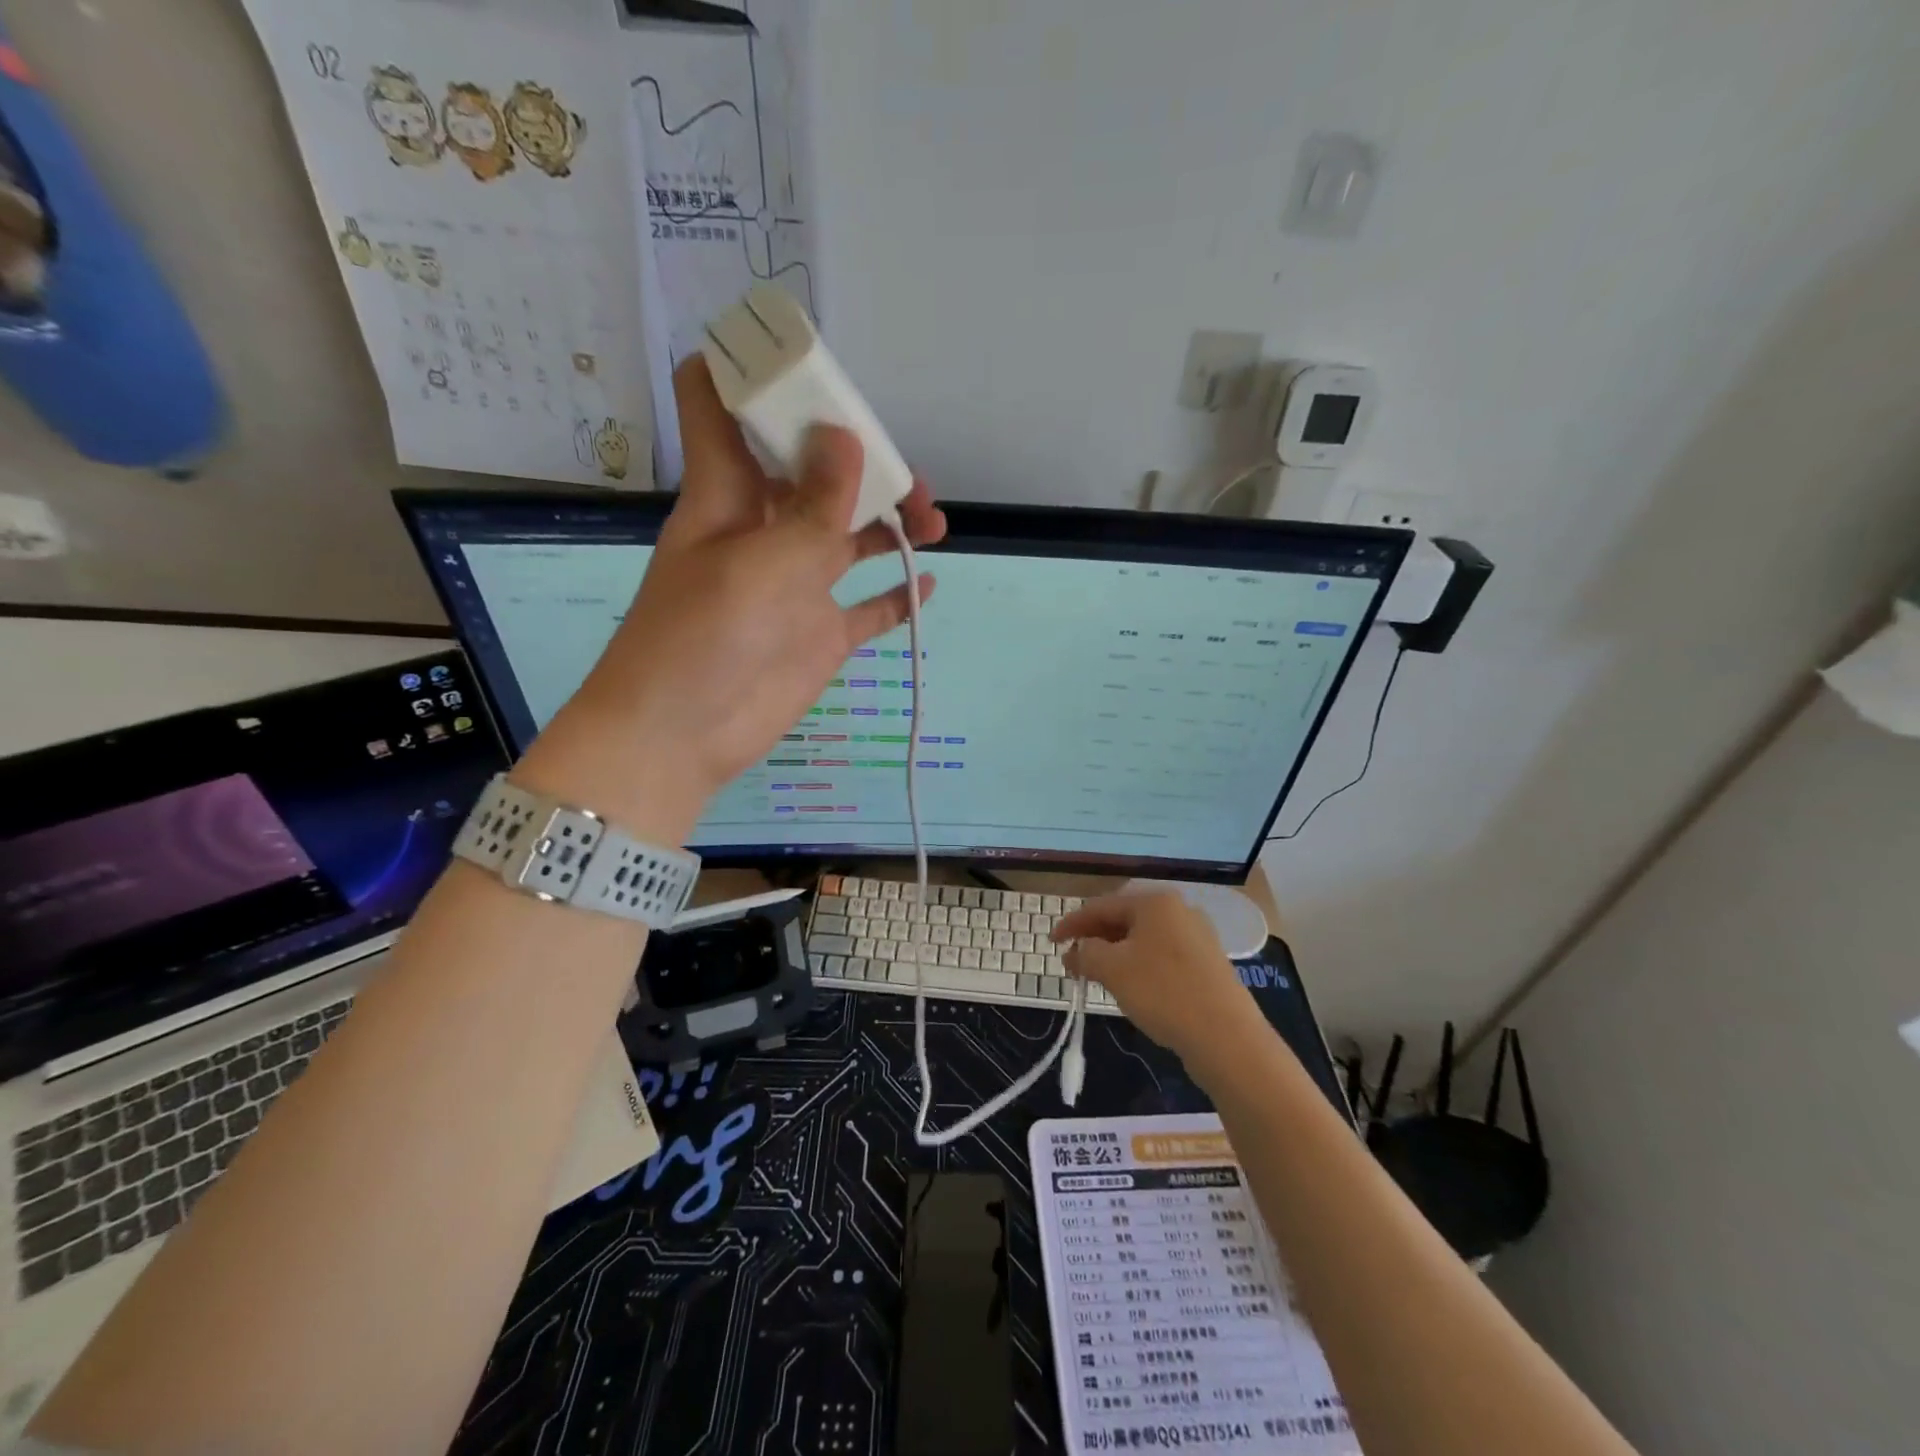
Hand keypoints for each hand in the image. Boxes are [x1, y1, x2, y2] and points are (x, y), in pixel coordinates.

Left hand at [517, 357, 946, 838]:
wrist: (682, 737)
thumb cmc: (701, 638)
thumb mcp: (758, 563)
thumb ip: (811, 507)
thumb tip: (848, 437)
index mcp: (729, 493)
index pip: (723, 407)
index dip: (752, 370)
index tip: (804, 356)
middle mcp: (765, 528)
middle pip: (814, 469)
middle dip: (859, 455)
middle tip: (905, 467)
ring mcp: (798, 584)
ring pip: (852, 534)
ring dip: (892, 520)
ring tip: (934, 520)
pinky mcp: (820, 634)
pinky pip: (869, 607)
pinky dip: (898, 595)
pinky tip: (928, 580)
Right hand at [1051, 893, 1261, 1068]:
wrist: (1227, 1038)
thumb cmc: (1163, 992)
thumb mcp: (1112, 969)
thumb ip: (1086, 954)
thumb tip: (1075, 952)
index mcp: (1155, 902)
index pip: (1101, 906)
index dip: (1072, 924)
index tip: (1052, 942)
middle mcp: (1178, 910)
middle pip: (1124, 919)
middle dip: (1095, 939)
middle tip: (1073, 961)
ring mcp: (1196, 937)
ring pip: (1143, 939)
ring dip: (1115, 954)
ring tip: (1097, 975)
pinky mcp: (1206, 964)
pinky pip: (1161, 956)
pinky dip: (1138, 965)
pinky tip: (1131, 987)